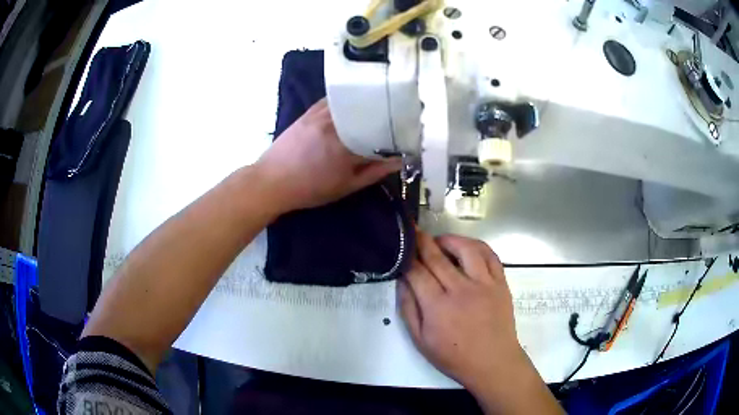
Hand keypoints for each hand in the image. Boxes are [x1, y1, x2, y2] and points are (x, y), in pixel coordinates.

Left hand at [255, 98, 400, 212]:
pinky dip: (345, 100)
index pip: (381, 132)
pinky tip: (353, 101)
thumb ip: (374, 172)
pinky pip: (332, 100)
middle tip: (396, 116)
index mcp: (348, 147)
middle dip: (384, 113)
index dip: (397, 131)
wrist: (272, 181)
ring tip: (378, 107)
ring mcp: (321, 115)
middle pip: (368, 112)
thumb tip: (399, 160)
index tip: (407, 130)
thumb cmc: (310, 189)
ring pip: (351, 103)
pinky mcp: (309, 112)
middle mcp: (337, 125)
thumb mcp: (345, 186)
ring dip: (365, 104)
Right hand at [398, 232, 521, 389]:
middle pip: (437, 257)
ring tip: (441, 241)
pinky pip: (491, 256)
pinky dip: (478, 246)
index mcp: (437, 307)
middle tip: (414, 231)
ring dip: (451, 239)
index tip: (401, 246)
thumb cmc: (454, 356)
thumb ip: (408, 309)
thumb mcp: (421, 341)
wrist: (493, 362)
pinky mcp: (500, 283)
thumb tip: (402, 282)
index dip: (407, 257)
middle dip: (422, 241)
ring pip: (467, 249)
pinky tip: (468, 248)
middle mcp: (461, 290)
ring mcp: (484, 284)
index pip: (417, 272)